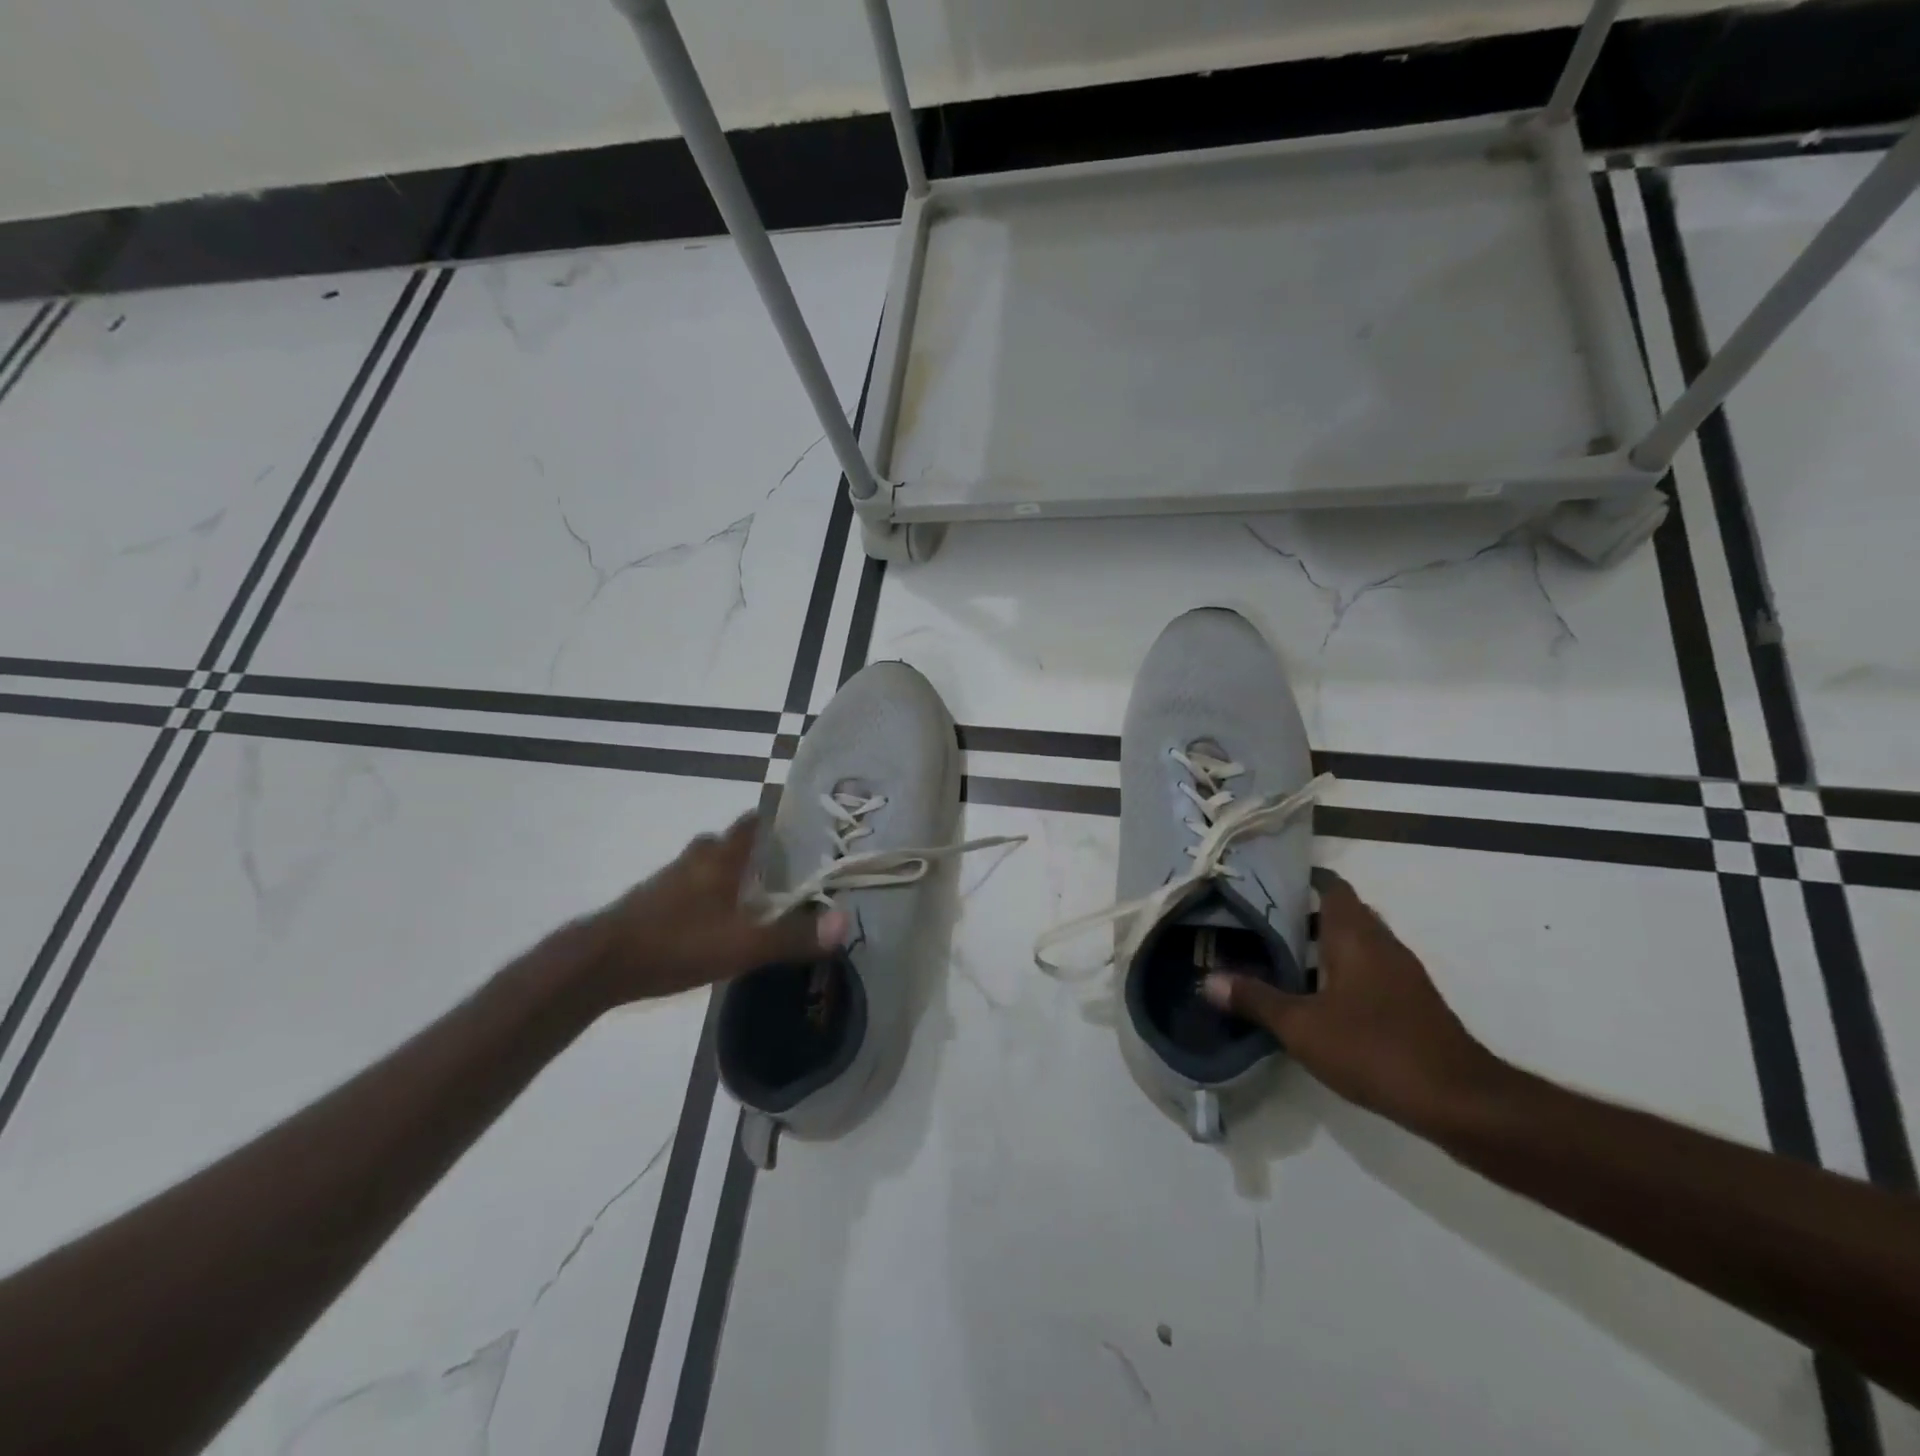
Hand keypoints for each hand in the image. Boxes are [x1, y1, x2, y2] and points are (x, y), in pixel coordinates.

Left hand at [577, 814, 846, 1009]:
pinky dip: (711, 895)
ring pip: (711, 865)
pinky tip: (720, 922)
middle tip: (789, 871)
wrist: (599, 964)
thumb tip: (844, 923)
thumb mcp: (743, 944)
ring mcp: (671, 878)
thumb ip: (793, 935)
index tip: (806, 831)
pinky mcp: (653, 901)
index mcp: (721, 856)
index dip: (779, 821)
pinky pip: (693, 887)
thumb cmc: (677, 942)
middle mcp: (697, 857)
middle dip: (759, 852)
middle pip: (733, 842)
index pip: (754, 820)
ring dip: (733, 874)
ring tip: (760, 898)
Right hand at [1201, 872, 1504, 1130]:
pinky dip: (1341, 973)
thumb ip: (1256, 999)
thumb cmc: (1374, 1048)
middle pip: (1342, 914)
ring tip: (1278, 958)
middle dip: (1304, 915)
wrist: (1458, 1101)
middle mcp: (1382, 944)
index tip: (1265, 883)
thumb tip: (1209, 980)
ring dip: (1322, 946)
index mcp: (1355, 936)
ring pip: (1355, 944)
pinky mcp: (1411, 1003)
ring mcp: (1402, 974)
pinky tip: (1316, 998)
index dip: (1301, 879)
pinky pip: (1369, 971)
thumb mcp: (1302, 1026)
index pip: (1331, 887)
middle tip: (1260, 922)